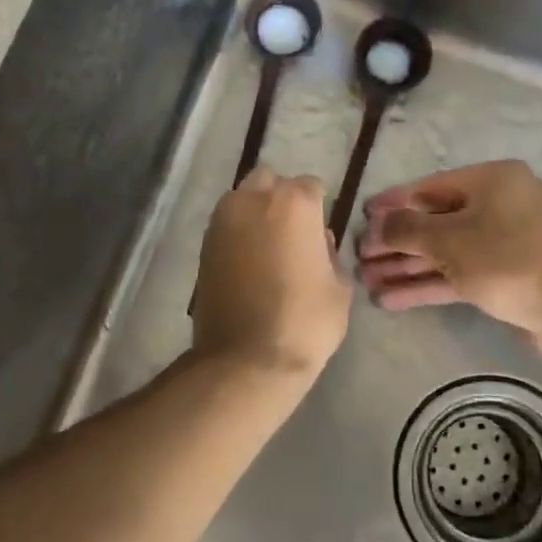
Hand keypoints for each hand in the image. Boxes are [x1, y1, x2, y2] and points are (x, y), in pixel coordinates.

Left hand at [193, 167, 353, 375]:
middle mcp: (252, 199)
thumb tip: (317, 242)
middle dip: (281, 198)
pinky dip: (238, 234)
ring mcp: (222, 220)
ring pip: (242, 199)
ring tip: (269, 247)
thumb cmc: (304, 322)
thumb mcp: (338, 288)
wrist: (246, 359)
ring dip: (256, 213)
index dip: (318, 207)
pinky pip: (226, 225)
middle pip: (270, 182)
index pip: (311, 186)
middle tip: (293, 232)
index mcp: (293, 203)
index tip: (320, 231)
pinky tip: (249, 262)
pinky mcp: (203, 244)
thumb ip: (329, 254)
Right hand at [357, 160, 541, 349]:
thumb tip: (379, 223)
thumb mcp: (450, 240)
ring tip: (366, 281)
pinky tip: (391, 299)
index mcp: (491, 181)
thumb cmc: (509, 260)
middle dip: (395, 242)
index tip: (362, 216)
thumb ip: (407, 229)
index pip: (428, 187)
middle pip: (433, 221)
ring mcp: (501, 242)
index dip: (392, 203)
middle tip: (359, 257)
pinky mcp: (503, 276)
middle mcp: (497, 205)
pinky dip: (427, 283)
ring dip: (406, 266)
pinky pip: (457, 274)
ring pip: (443, 251)